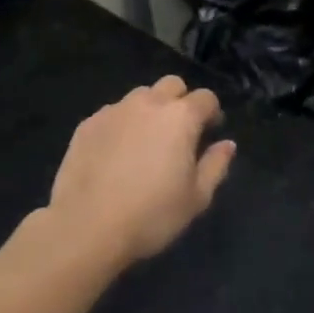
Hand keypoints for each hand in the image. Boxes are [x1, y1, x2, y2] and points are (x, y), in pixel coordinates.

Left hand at [46, 75, 235, 263]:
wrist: (86, 227)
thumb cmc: (151, 215)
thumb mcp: (196, 198)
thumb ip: (216, 165)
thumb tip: (227, 144)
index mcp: (181, 117)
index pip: (206, 97)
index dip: (212, 113)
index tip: (210, 132)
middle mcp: (148, 103)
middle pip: (172, 85)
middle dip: (181, 101)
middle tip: (179, 132)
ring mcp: (114, 110)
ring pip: (140, 96)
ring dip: (150, 110)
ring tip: (146, 141)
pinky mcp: (87, 124)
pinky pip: (113, 113)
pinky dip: (122, 124)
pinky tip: (116, 153)